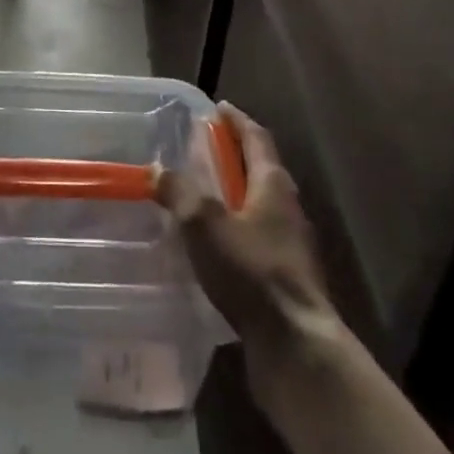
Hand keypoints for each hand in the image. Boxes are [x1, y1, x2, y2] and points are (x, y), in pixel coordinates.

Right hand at [155, 104, 343, 375]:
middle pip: (260, 170)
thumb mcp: (205, 225)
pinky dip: (236, 230)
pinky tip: (214, 246)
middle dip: (233, 157)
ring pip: (259, 206)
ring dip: (234, 195)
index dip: (237, 121)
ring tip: (202, 197)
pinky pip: (257, 238)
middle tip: (202, 150)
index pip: (256, 138)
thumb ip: (180, 193)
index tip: (218, 108)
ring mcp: (291, 245)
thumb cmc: (252, 272)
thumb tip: (158, 169)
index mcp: (273, 184)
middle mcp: (288, 207)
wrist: (295, 345)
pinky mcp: (286, 277)